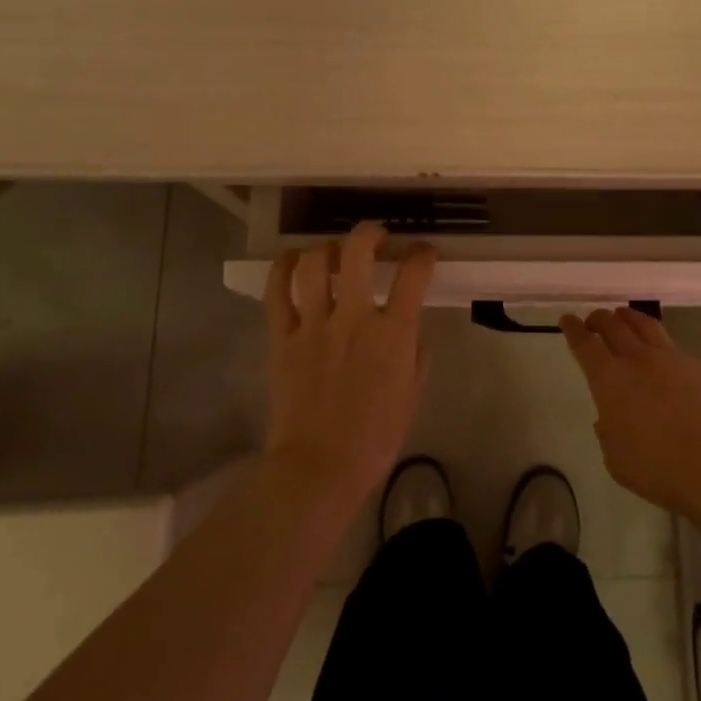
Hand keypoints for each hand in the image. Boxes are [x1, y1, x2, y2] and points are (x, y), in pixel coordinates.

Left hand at [262, 223, 437, 509]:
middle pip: (357, 252)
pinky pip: (276, 292)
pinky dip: (283, 268)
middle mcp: (354, 318)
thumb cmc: (375, 437)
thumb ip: (416, 354)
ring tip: (334, 252)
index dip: (422, 254)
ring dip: (327, 248)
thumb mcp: (412, 394)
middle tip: (375, 237)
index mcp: (393, 333)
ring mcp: (313, 325)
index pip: (414, 275)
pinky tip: (292, 260)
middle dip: (369, 233)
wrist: (320, 467)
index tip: (423, 252)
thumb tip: (409, 330)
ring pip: (315, 264)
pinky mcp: (282, 338)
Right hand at [561, 307, 700, 514]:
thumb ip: (607, 432)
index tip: (567, 319)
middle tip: (593, 320)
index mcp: (609, 379)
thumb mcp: (616, 458)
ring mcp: (669, 358)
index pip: (584, 343)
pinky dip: (656, 342)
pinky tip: (660, 354)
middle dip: (598, 318)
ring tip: (622, 317)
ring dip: (627, 317)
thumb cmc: (657, 467)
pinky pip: (670, 345)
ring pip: (643, 324)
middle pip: (612, 324)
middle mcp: (636, 359)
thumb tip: (608, 419)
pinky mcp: (695, 365)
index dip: (573, 328)